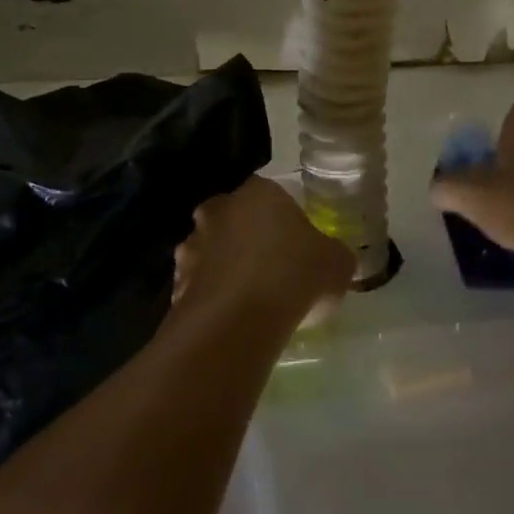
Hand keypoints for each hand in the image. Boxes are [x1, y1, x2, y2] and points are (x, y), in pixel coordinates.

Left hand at [170, 177, 353, 337]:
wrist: (237, 321)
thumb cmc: (293, 276)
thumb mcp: (337, 263)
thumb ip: (334, 254)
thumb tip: (333, 259)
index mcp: (258, 192)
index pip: (272, 196)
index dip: (286, 221)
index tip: (298, 248)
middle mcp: (218, 209)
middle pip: (236, 219)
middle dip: (249, 240)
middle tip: (273, 270)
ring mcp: (192, 244)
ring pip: (213, 252)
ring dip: (226, 268)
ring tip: (251, 300)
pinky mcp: (176, 281)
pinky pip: (200, 286)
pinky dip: (213, 298)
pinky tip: (231, 320)